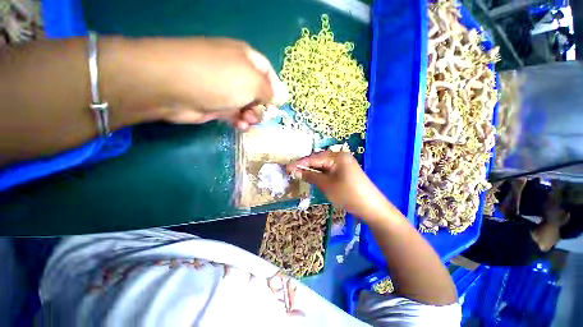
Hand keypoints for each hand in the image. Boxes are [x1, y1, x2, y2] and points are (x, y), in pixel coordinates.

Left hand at [113, 37, 287, 129]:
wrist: (173, 86)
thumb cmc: (219, 78)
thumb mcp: (253, 82)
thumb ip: (270, 91)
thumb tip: (281, 97)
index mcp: (247, 59)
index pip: (269, 73)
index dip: (276, 89)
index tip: (279, 104)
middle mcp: (236, 73)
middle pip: (259, 92)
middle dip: (262, 106)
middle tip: (260, 115)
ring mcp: (225, 89)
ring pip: (248, 105)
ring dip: (252, 115)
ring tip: (248, 121)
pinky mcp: (215, 104)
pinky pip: (235, 113)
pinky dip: (240, 121)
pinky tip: (241, 126)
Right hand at [287, 151, 389, 218]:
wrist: (371, 207)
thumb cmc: (347, 194)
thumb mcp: (326, 184)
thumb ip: (310, 175)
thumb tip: (296, 170)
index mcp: (337, 156)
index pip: (313, 158)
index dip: (299, 163)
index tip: (287, 167)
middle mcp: (340, 156)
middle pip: (318, 160)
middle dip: (305, 166)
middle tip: (292, 171)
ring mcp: (344, 164)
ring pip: (323, 165)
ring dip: (312, 170)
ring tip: (300, 174)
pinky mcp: (345, 171)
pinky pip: (329, 170)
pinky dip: (321, 174)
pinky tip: (313, 177)